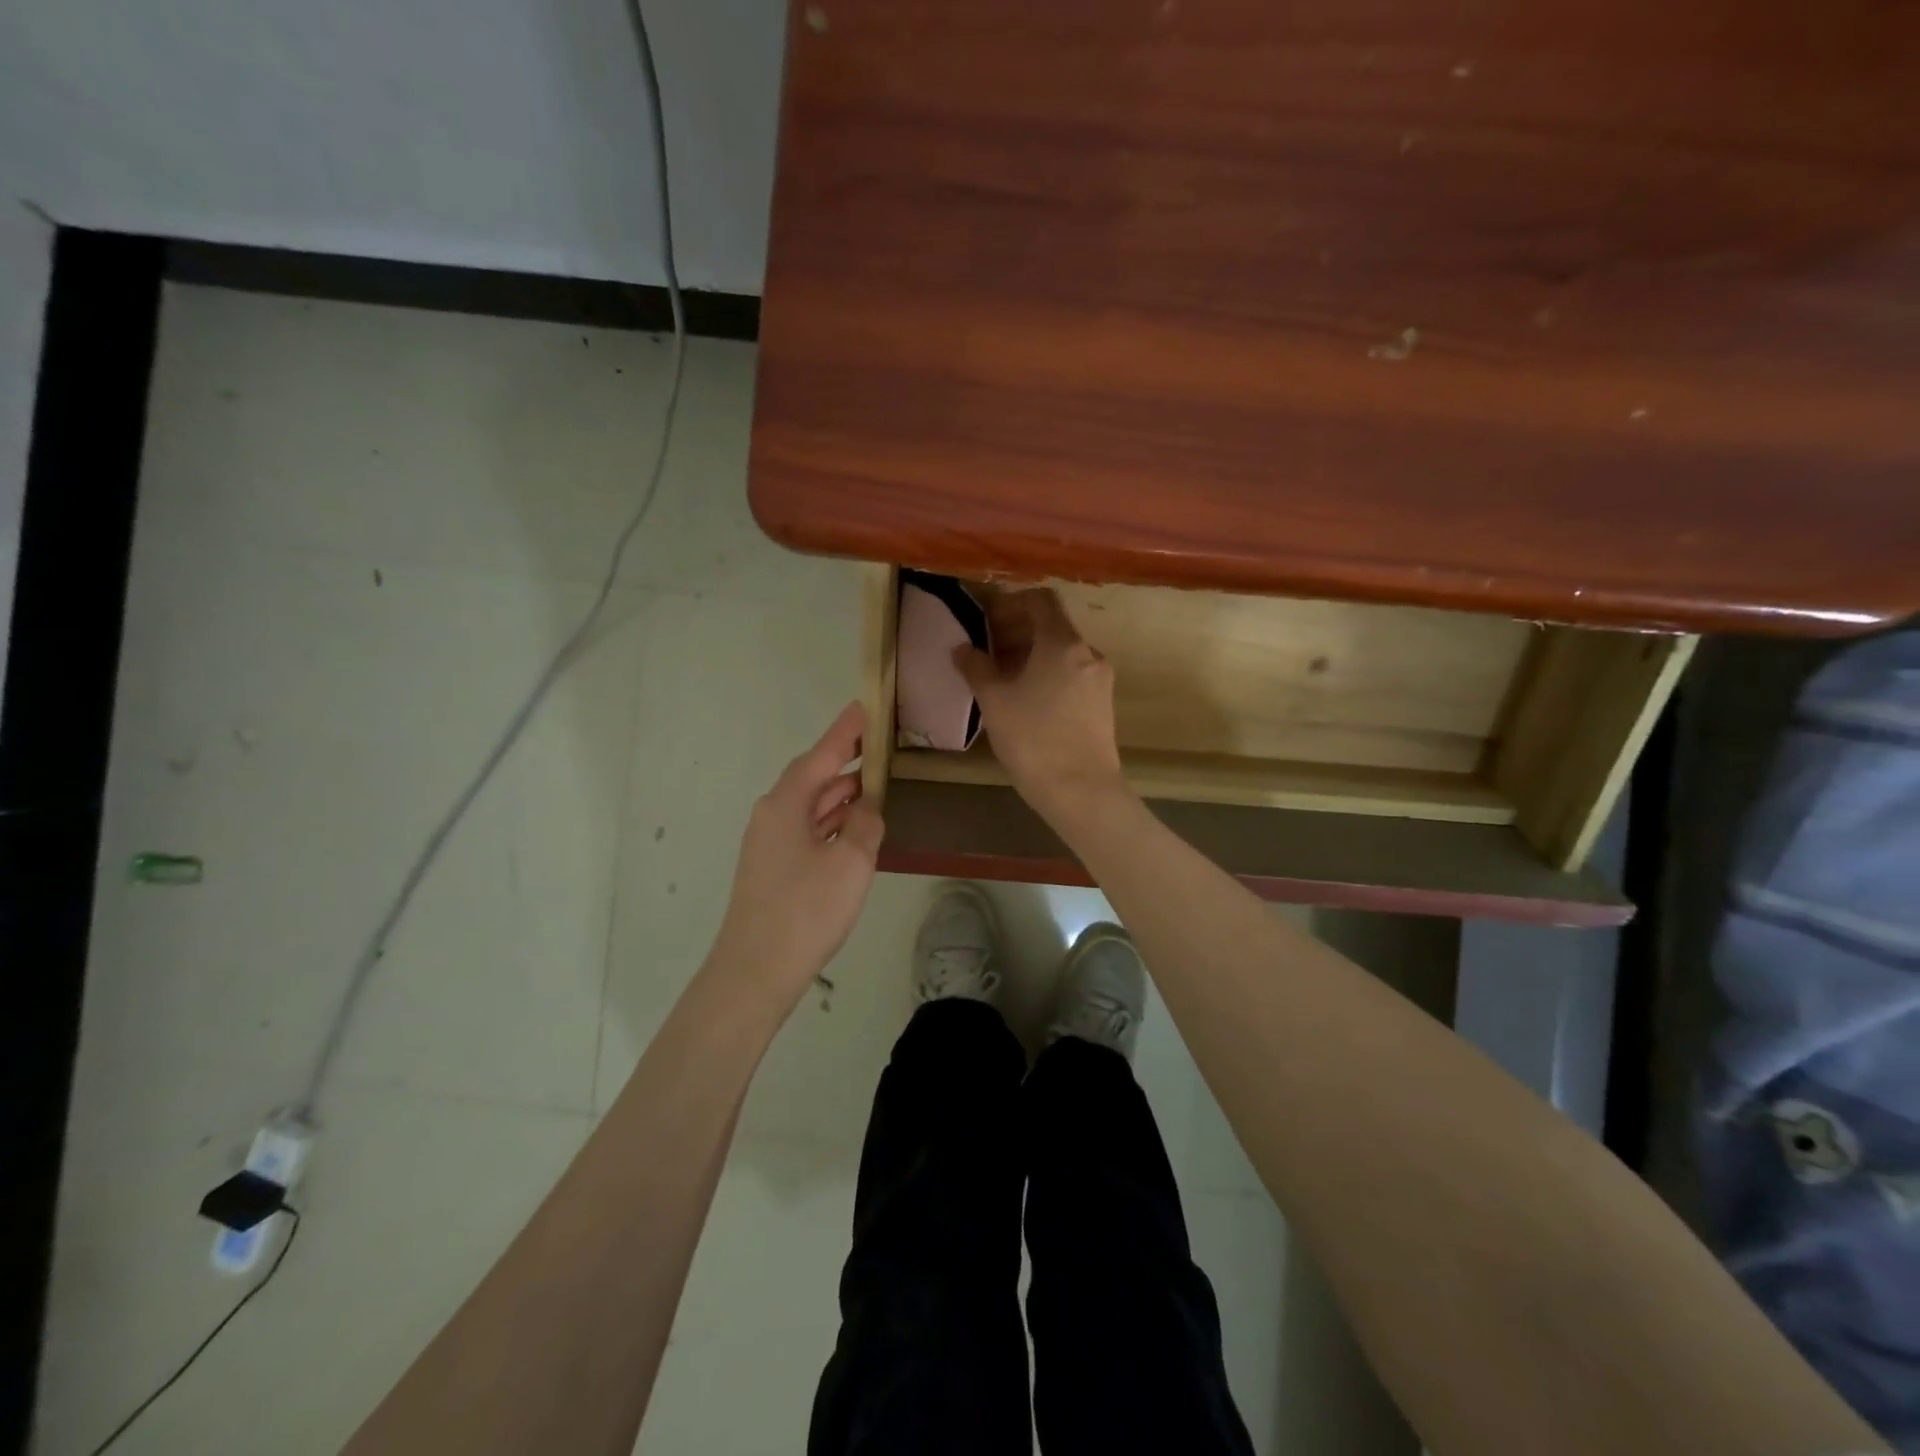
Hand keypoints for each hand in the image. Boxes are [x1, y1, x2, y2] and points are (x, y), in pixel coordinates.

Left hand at [708, 702, 883, 1012]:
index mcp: (786, 803)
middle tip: (881, 747)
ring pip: (811, 806)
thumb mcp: (851, 862)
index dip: (846, 731)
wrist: (756, 971)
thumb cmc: (805, 910)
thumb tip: (866, 810)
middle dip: (847, 763)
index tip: (865, 706)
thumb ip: (866, 825)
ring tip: (876, 784)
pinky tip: (855, 829)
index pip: (822, 754)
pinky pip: (808, 830)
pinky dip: (833, 823)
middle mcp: (773, 815)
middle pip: (814, 778)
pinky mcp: (773, 868)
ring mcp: (769, 843)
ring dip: (842, 796)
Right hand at [954, 587, 1128, 825]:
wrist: (1081, 791)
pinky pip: (1072, 676)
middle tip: (986, 653)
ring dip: (1031, 657)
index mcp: (1063, 643)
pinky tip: (1026, 702)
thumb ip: (976, 668)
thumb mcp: (995, 701)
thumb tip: (963, 648)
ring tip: (1002, 681)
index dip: (1011, 604)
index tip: (986, 622)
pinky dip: (1048, 676)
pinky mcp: (1102, 705)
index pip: (1040, 600)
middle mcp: (1088, 653)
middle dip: (1017, 633)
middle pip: (1051, 627)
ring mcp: (1099, 680)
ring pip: (1062, 654)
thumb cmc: (1033, 739)